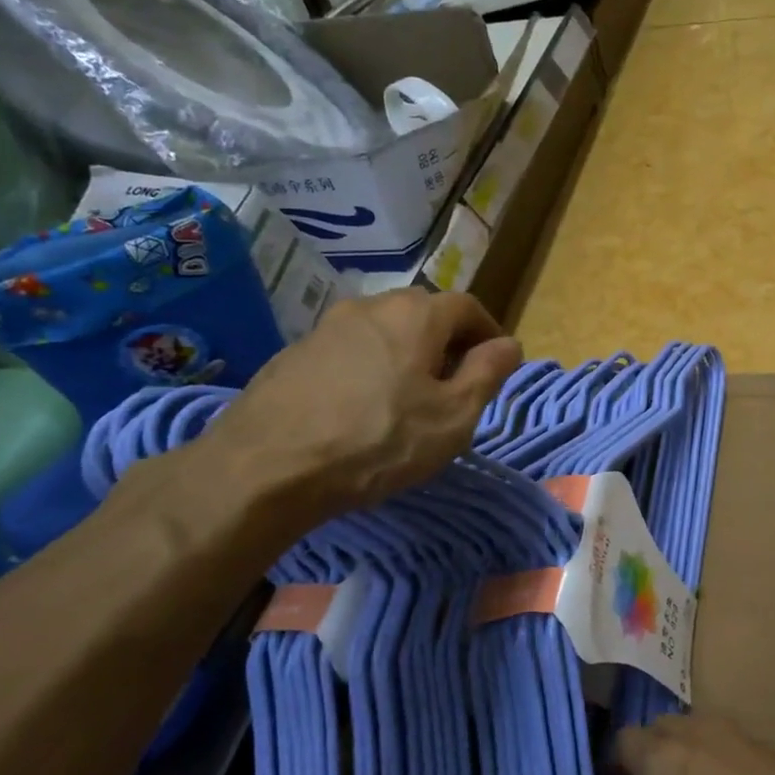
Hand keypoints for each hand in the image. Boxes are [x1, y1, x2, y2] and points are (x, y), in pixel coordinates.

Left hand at [192, 288, 520, 527]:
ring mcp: (325, 328)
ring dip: (407, 356)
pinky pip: (350, 352)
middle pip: (424, 314)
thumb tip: (509, 344)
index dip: (489, 333)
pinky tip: (362, 409)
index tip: (496, 364)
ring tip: (409, 400)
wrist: (265, 468)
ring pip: (384, 332)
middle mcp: (370, 306)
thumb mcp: (453, 416)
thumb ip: (488, 373)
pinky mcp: (293, 355)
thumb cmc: (378, 440)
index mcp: (415, 314)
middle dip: (448, 344)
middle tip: (455, 386)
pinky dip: (369, 369)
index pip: (468, 306)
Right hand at [549, 714, 774, 774]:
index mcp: (659, 754)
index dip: (611, 770)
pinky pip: (717, 744)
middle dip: (643, 764)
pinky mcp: (759, 745)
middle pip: (654, 734)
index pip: (621, 742)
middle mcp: (690, 730)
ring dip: (677, 762)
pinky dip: (707, 764)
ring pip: (688, 736)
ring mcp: (729, 732)